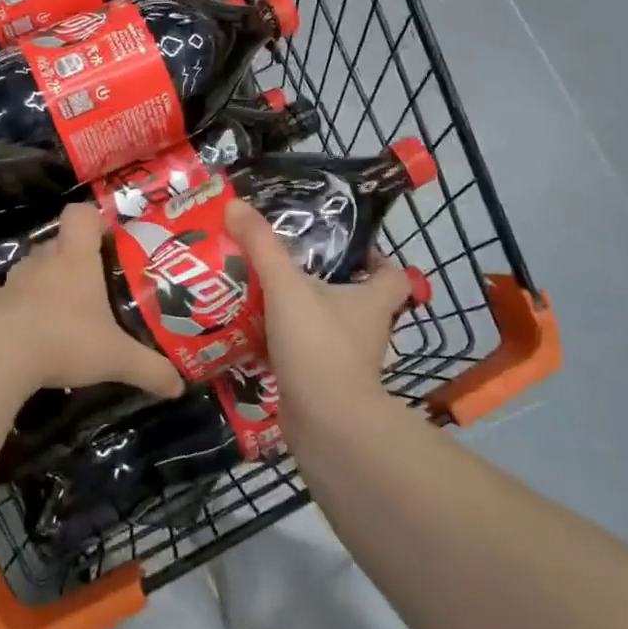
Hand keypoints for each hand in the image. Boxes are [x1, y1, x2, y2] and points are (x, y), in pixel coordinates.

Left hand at [0, 204, 185, 400]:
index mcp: (75, 259)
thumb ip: (149, 369)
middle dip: (71, 256)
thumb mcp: (116, 358)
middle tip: (90, 282)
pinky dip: (6, 300)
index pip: (80, 214)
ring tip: (56, 305)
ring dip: (40, 278)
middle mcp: (43, 261)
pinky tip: (14, 317)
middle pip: (56, 242)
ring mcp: (13, 280)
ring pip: (29, 266)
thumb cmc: (66, 340)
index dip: (93, 219)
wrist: (1, 356)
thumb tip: (179, 387)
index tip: (106, 238)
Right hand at [224, 198, 410, 432]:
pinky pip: (302, 355)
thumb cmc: (319, 346)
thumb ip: (261, 246)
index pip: (392, 275)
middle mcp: (366, 330)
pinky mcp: (323, 384)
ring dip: (298, 314)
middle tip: (284, 265)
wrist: (326, 425)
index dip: (376, 259)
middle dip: (323, 283)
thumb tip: (234, 203)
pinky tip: (250, 336)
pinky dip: (282, 346)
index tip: (346, 249)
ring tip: (259, 295)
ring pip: (324, 327)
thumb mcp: (286, 286)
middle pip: (353, 299)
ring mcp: (346, 360)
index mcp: (372, 302)